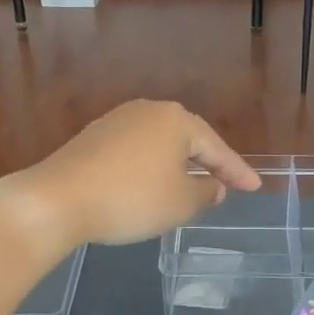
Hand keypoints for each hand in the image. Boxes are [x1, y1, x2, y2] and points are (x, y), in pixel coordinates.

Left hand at [0, 100, 260, 254]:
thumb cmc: (131, 199)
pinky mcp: (93, 138)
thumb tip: (212, 186)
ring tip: (190, 186)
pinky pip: (135, 152)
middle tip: (226, 184)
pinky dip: (150, 168)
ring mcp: (116, 121)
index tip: (255, 188)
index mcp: (176, 120)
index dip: (237, 172)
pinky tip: (150, 185)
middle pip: (188, 140)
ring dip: (177, 166)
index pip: (217, 148)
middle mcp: (148, 111)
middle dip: (207, 163)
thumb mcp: (180, 203)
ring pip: (159, 145)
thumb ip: (205, 192)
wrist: (58, 199)